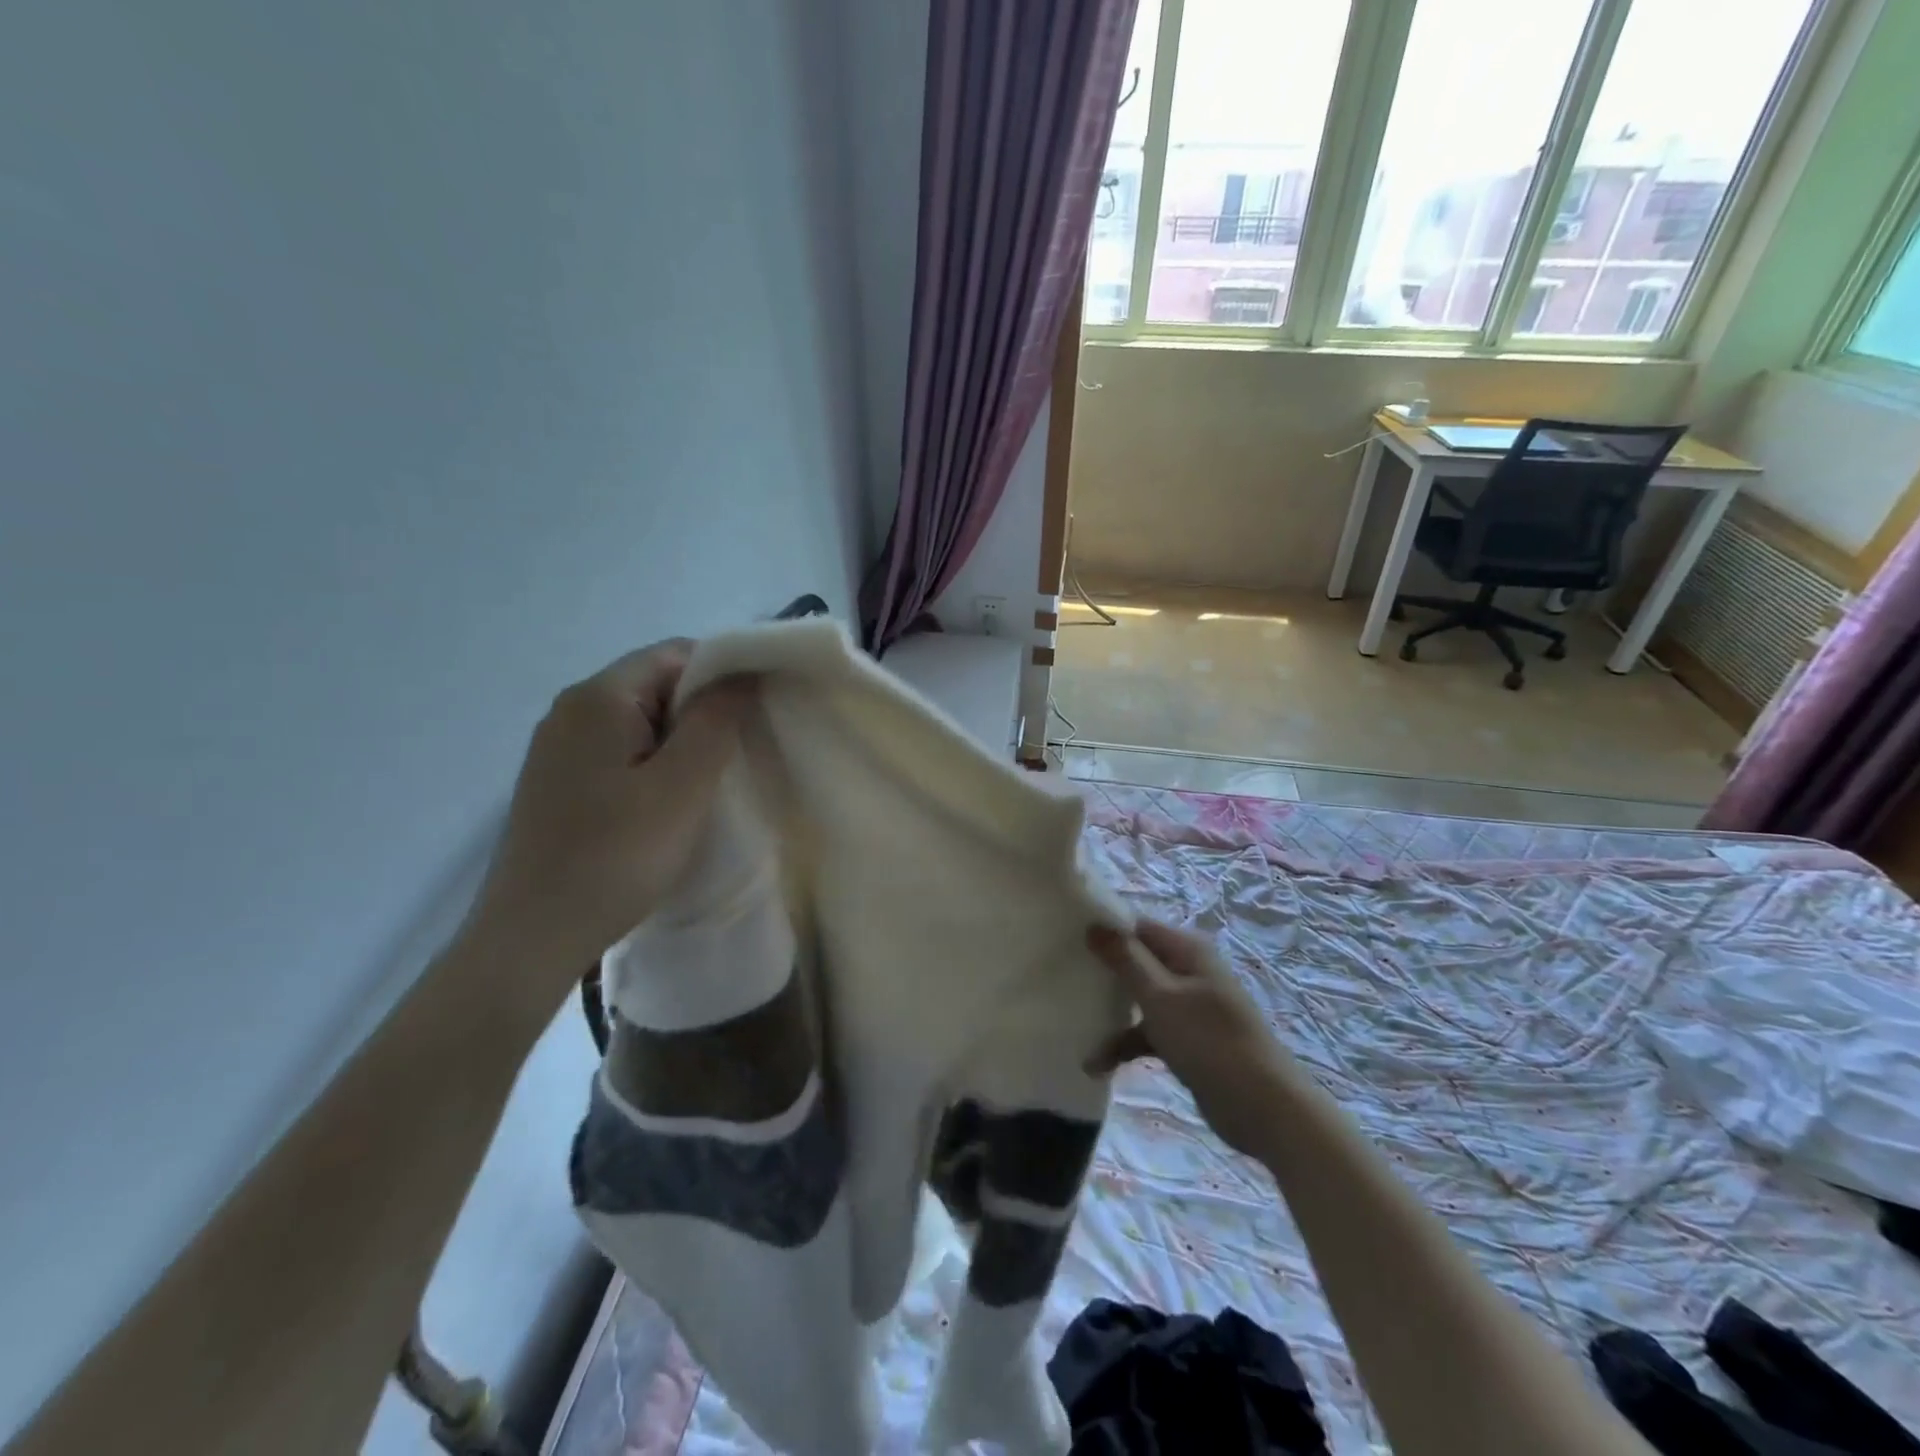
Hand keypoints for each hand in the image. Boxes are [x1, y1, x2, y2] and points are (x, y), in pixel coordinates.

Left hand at [463, 639, 751, 999]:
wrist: (532, 937)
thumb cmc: (615, 856)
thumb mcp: (682, 787)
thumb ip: (714, 722)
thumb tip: (741, 674)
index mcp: (598, 698)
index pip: (674, 653)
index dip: (724, 672)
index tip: (758, 711)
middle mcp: (571, 710)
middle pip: (655, 684)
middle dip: (703, 710)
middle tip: (741, 751)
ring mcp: (558, 748)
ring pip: (639, 721)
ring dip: (681, 741)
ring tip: (711, 780)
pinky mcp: (558, 782)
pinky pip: (619, 751)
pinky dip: (654, 764)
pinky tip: (669, 803)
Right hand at [1085, 920, 1295, 1157]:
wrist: (1265, 1109)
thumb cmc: (1209, 1041)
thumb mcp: (1160, 997)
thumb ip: (1126, 959)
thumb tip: (1094, 924)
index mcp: (1187, 951)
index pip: (1137, 927)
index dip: (1104, 931)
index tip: (1065, 940)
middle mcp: (1189, 971)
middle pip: (1137, 961)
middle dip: (1103, 972)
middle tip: (1060, 977)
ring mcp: (1189, 1007)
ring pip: (1140, 999)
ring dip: (1111, 1013)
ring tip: (1072, 1022)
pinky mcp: (1188, 1041)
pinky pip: (1149, 1032)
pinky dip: (1126, 1044)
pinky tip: (1097, 1065)